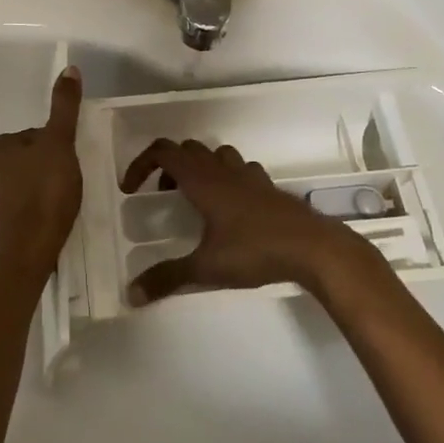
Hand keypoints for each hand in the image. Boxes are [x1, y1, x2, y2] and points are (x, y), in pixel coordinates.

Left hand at [0, 67, 84, 277]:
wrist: (27, 253)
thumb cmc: (44, 193)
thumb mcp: (59, 144)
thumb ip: (63, 107)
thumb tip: (68, 68)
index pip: (32, 136)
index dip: (55, 148)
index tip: (68, 163)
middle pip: (26, 160)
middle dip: (45, 168)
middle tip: (67, 184)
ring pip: (21, 185)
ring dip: (39, 190)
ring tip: (61, 204)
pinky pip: (18, 209)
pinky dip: (32, 211)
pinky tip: (48, 220)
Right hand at [118, 139, 372, 302]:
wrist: (312, 247)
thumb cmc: (254, 250)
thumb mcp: (205, 268)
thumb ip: (167, 278)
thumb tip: (132, 293)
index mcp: (201, 179)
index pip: (163, 152)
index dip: (141, 164)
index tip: (131, 189)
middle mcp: (222, 169)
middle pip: (187, 149)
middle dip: (168, 166)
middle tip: (161, 195)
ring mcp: (248, 175)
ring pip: (216, 154)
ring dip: (198, 167)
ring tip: (194, 198)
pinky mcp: (268, 186)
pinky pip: (240, 170)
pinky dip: (226, 178)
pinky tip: (230, 208)